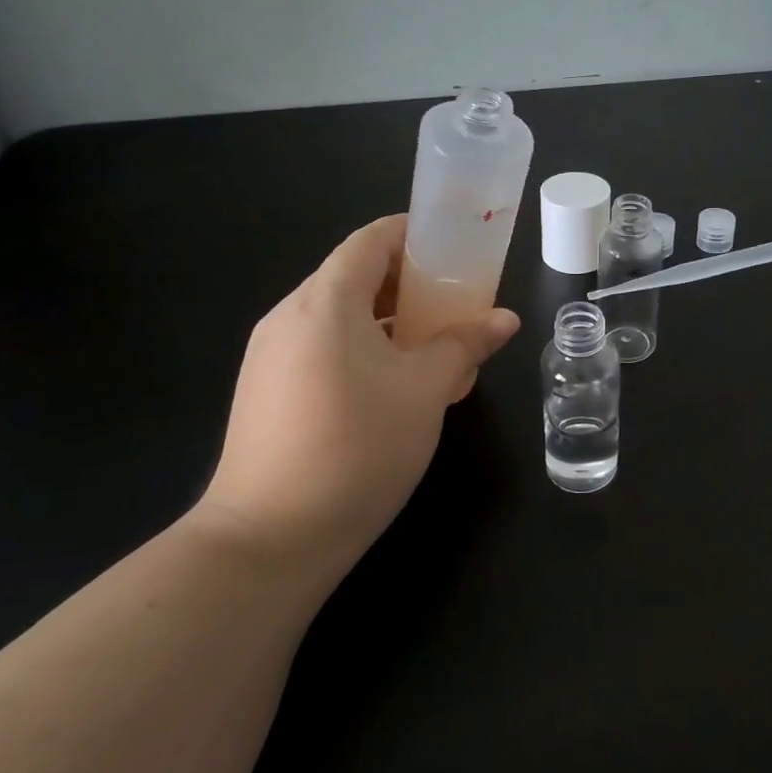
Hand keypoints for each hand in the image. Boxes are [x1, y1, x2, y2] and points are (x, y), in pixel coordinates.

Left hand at [196, 215, 518, 571]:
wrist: (270, 538)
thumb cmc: (357, 446)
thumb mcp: (426, 391)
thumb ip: (466, 344)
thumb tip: (505, 318)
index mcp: (325, 301)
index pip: (370, 241)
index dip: (412, 233)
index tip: (454, 245)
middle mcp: (289, 317)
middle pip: (353, 276)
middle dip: (408, 281)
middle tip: (455, 300)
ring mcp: (270, 356)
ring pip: (338, 316)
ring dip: (388, 319)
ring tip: (433, 343)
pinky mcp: (266, 391)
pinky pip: (322, 348)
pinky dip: (362, 348)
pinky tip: (394, 384)